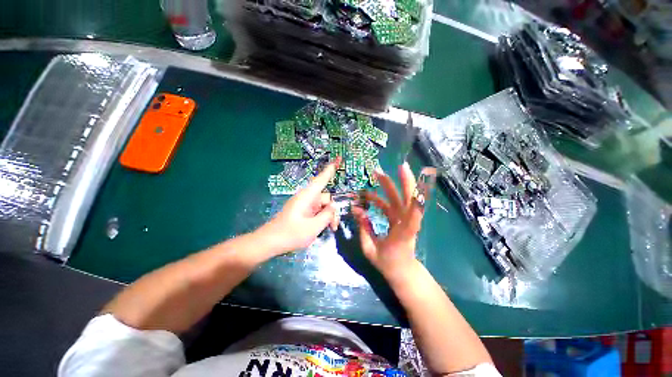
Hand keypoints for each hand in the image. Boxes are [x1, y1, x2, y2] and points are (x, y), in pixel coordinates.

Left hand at [258, 158, 340, 254]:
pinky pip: (317, 211)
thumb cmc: (290, 234)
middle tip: (334, 226)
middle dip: (332, 211)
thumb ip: (327, 215)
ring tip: (328, 229)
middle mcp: (307, 198)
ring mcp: (305, 205)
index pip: (322, 179)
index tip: (338, 158)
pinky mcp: (303, 211)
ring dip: (327, 217)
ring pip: (323, 206)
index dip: (331, 169)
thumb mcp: (313, 227)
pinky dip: (321, 218)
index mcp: (307, 196)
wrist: (269, 242)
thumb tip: (333, 207)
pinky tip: (320, 228)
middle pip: (326, 198)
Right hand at [352, 162, 426, 281]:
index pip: (413, 216)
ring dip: (389, 185)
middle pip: (410, 200)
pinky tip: (369, 195)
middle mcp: (407, 223)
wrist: (401, 271)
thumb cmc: (388, 263)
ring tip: (377, 174)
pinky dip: (381, 198)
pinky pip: (392, 204)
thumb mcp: (370, 249)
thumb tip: (356, 209)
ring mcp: (404, 219)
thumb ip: (364, 228)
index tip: (419, 186)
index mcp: (403, 234)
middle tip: (399, 166)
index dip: (416, 200)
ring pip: (400, 199)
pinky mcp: (400, 219)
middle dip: (406, 182)